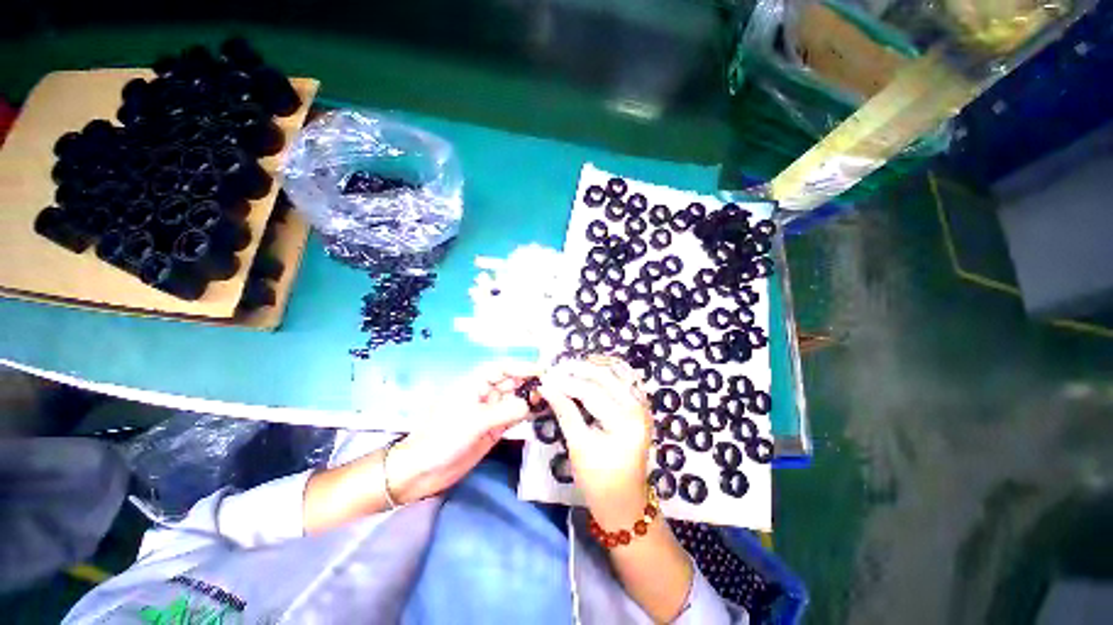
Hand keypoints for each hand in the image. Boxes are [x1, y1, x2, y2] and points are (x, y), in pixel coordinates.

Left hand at [387, 360, 540, 502]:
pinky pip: (514, 417)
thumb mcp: (474, 421)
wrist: (423, 471)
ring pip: (515, 400)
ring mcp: (490, 412)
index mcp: (475, 384)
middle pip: (511, 382)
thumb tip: (530, 404)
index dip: (521, 366)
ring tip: (553, 399)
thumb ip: (505, 411)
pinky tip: (541, 413)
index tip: (542, 370)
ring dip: (531, 398)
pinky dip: (527, 414)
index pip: (502, 368)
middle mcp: (485, 394)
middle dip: (530, 382)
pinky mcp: (494, 429)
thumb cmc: (442, 438)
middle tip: (554, 387)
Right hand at [537, 356, 652, 527]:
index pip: (591, 393)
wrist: (624, 502)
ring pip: (618, 372)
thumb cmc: (598, 482)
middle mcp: (639, 409)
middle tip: (557, 368)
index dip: (566, 382)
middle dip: (579, 369)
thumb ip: (564, 412)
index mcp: (625, 423)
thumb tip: (546, 387)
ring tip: (572, 367)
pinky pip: (626, 379)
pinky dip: (609, 371)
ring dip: (594, 366)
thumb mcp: (578, 447)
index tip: (546, 377)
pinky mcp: (641, 407)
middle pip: (606, 377)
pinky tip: (592, 371)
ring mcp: (643, 406)